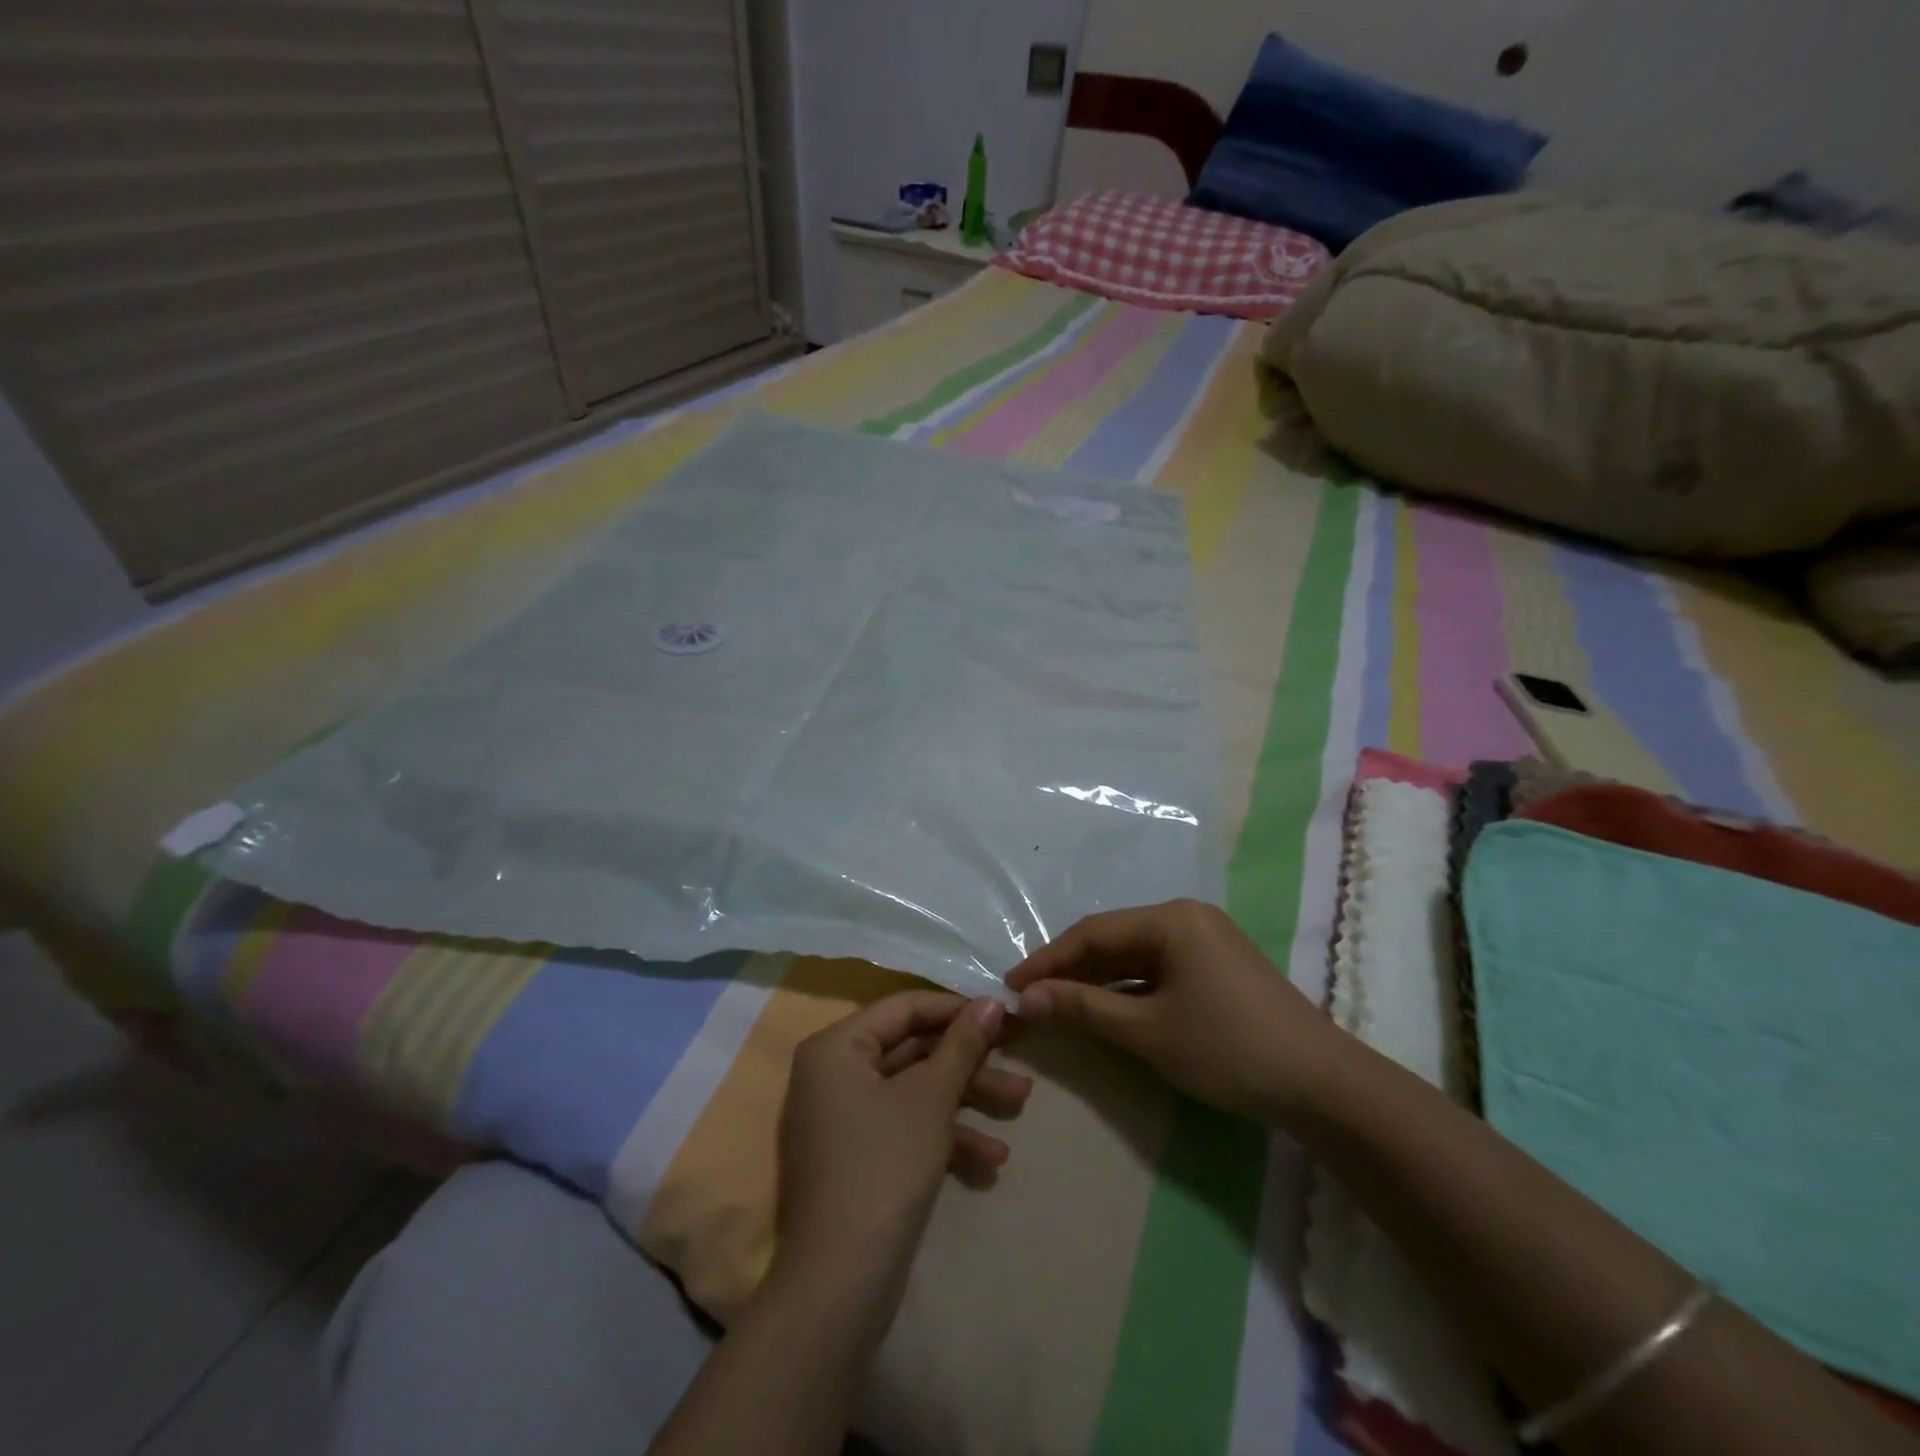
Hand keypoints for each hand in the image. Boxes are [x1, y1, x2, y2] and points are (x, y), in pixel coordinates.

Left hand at [775, 992, 1029, 1297]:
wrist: (841, 1283)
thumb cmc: (885, 1165)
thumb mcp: (931, 1097)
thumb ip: (963, 1043)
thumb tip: (993, 1001)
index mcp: (837, 1047)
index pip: (904, 1007)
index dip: (956, 1008)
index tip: (1002, 1012)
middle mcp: (833, 1073)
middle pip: (912, 1050)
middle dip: (968, 1061)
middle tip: (1017, 1056)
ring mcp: (844, 1118)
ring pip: (914, 1091)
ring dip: (966, 1099)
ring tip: (1020, 1104)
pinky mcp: (858, 1158)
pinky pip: (904, 1128)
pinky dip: (943, 1137)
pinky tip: (990, 1162)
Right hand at [1008, 899, 1337, 1123]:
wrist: (1323, 1086)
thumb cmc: (1227, 1048)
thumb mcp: (1147, 1030)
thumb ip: (1083, 1007)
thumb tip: (1025, 998)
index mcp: (1170, 918)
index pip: (1092, 932)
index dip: (1047, 960)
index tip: (1011, 986)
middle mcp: (1187, 918)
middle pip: (1113, 940)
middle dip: (1070, 970)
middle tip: (1030, 999)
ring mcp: (1206, 942)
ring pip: (1135, 956)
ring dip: (1097, 981)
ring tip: (1058, 1006)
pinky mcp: (1218, 968)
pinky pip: (1159, 970)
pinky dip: (1129, 989)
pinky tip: (1107, 1010)